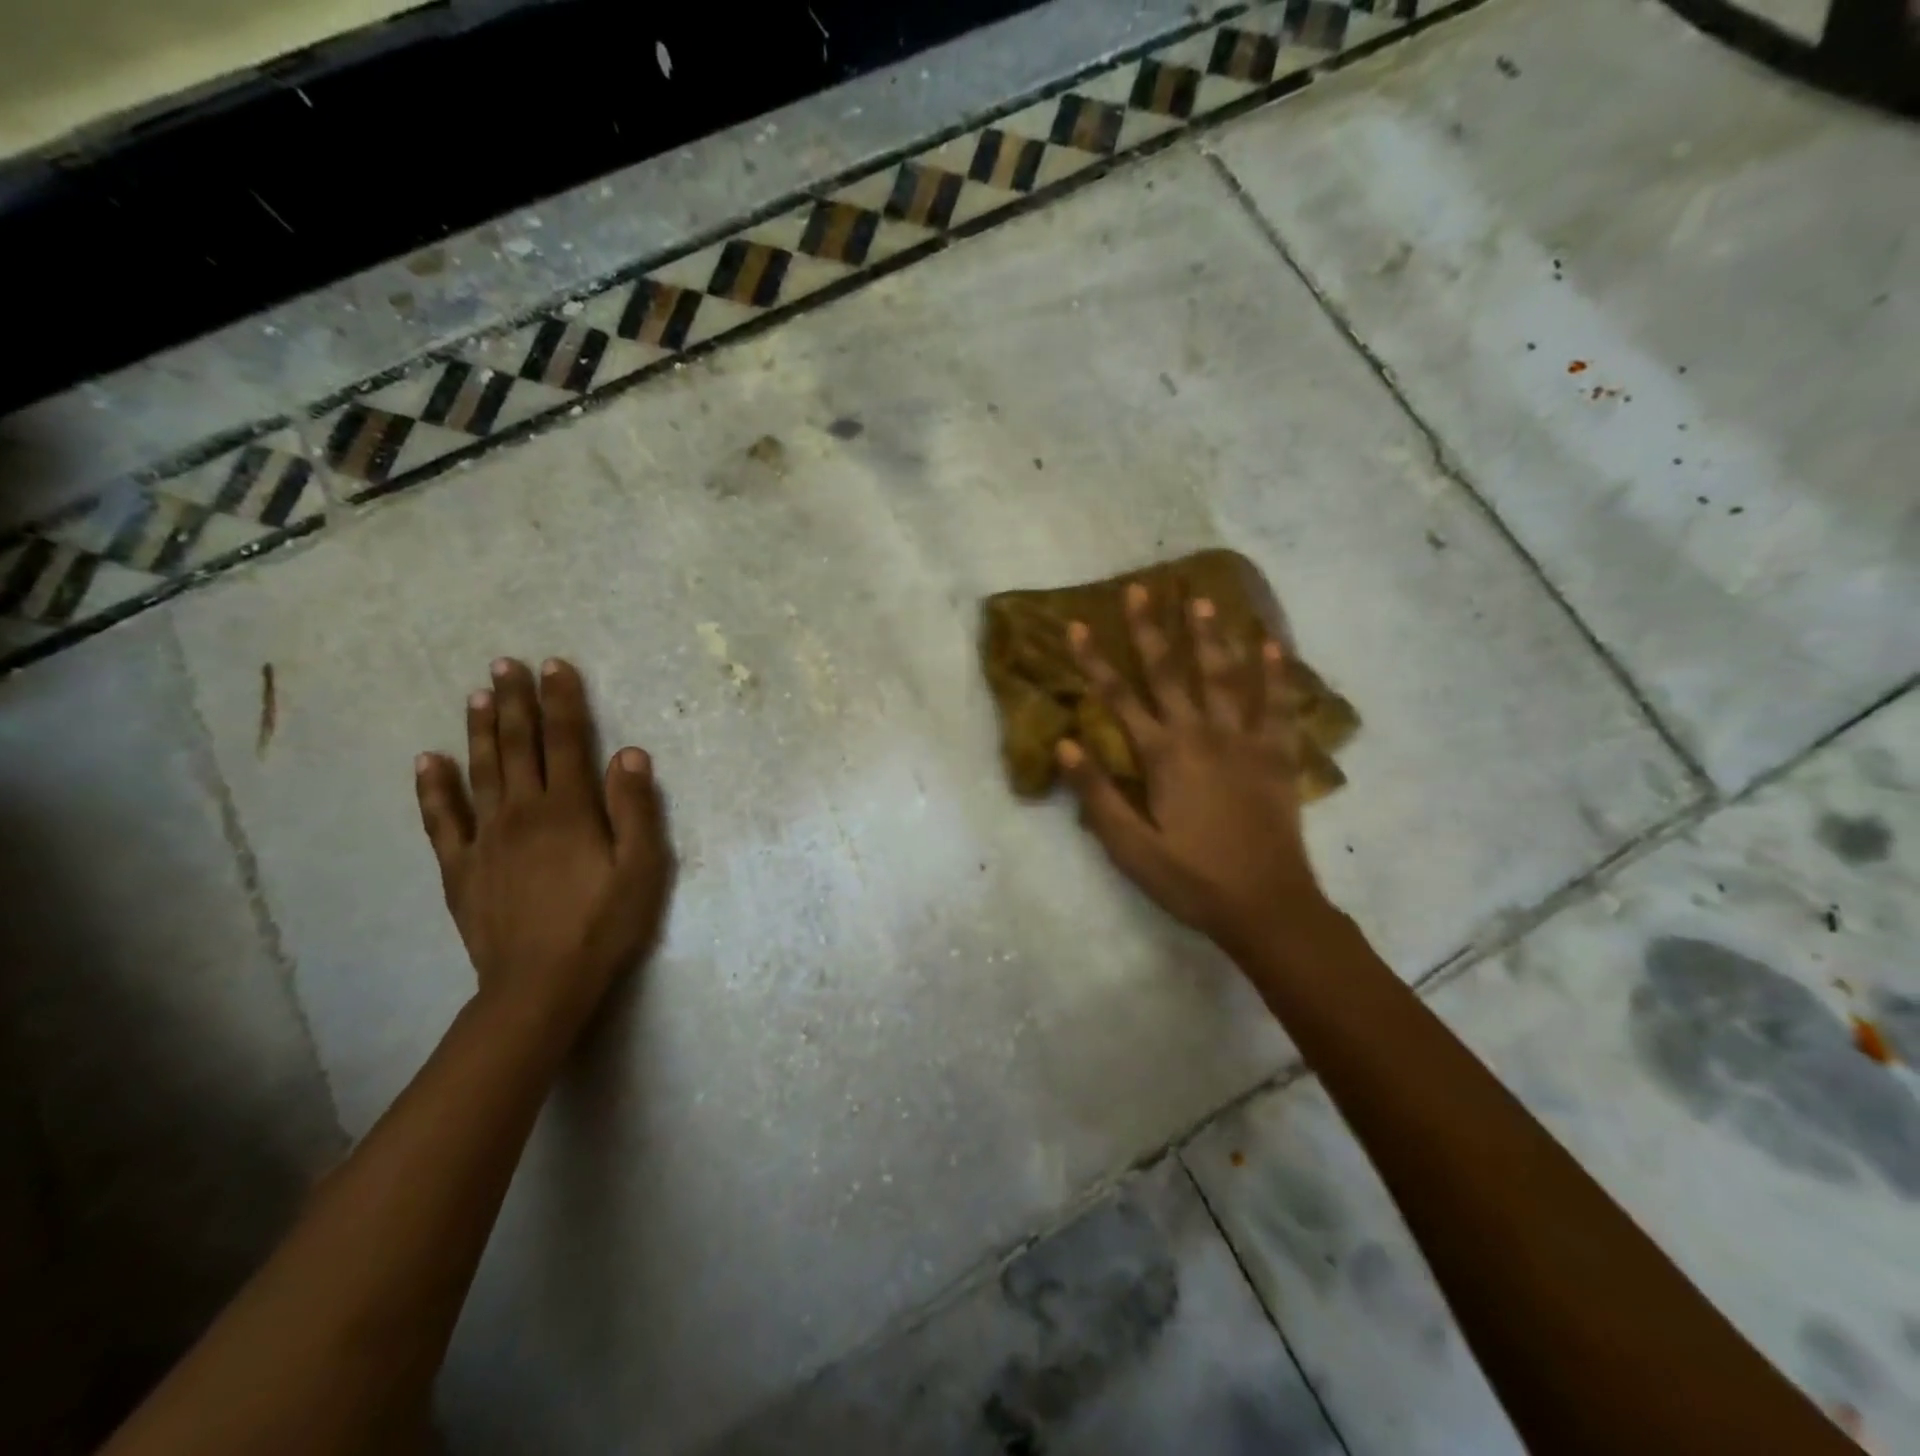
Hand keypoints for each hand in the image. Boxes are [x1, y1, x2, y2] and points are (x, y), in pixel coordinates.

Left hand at [414, 658, 672, 1036]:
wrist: (540, 984)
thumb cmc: (603, 924)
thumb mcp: (642, 868)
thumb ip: (636, 809)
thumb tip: (630, 753)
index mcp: (570, 810)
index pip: (567, 741)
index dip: (562, 701)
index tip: (554, 666)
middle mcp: (523, 812)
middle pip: (519, 746)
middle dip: (516, 702)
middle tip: (506, 664)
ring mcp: (486, 838)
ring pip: (481, 772)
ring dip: (480, 730)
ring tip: (477, 696)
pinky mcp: (461, 868)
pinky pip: (442, 820)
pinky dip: (433, 788)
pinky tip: (428, 761)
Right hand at [1058, 585, 1327, 953]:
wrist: (1266, 904)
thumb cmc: (1190, 878)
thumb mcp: (1130, 847)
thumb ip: (1097, 794)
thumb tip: (1066, 744)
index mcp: (1163, 756)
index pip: (1119, 699)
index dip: (1094, 661)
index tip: (1077, 624)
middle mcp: (1202, 735)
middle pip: (1171, 673)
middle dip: (1151, 630)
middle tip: (1141, 588)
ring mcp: (1245, 741)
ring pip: (1225, 677)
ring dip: (1211, 637)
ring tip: (1202, 600)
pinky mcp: (1277, 756)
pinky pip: (1278, 706)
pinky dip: (1276, 674)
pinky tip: (1273, 645)